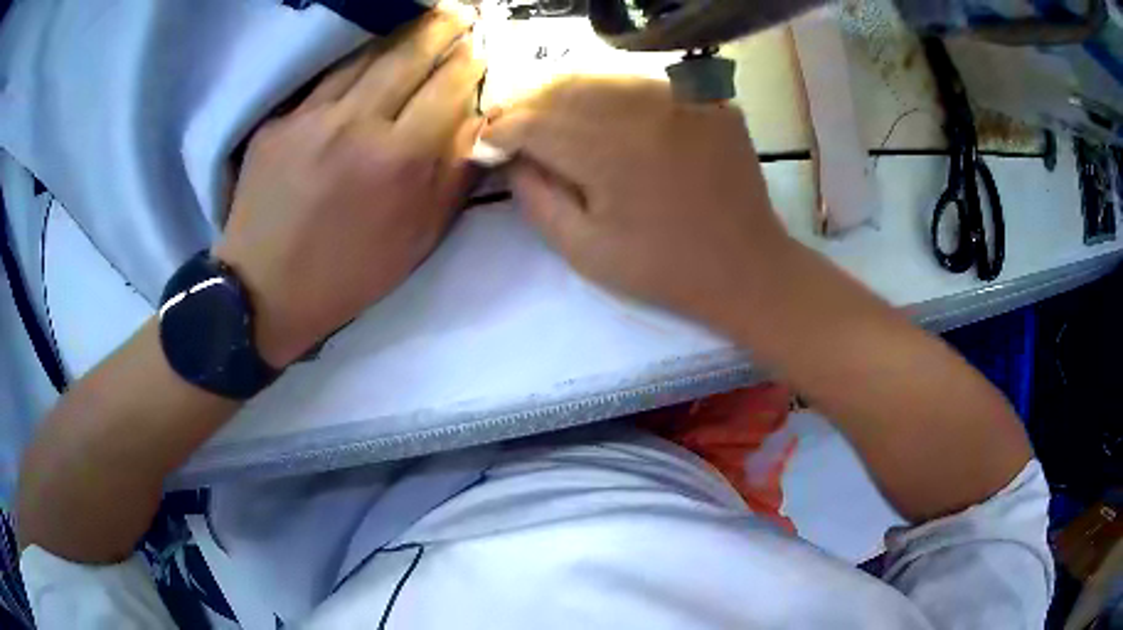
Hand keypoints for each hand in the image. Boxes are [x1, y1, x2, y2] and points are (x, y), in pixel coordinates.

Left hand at [215, 5, 483, 367]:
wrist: (263, 292)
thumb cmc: (347, 275)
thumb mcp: (417, 240)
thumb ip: (453, 177)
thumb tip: (481, 124)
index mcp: (398, 161)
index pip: (449, 88)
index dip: (471, 62)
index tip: (483, 47)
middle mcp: (357, 125)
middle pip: (410, 56)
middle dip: (445, 28)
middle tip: (465, 12)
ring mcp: (311, 118)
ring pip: (367, 56)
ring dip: (403, 34)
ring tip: (427, 20)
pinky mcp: (279, 122)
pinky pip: (326, 77)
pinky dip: (357, 58)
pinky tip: (372, 52)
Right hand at [482, 78, 791, 326]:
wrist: (746, 267)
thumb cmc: (663, 269)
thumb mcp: (585, 250)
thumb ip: (536, 199)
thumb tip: (510, 159)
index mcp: (613, 151)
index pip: (535, 122)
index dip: (502, 130)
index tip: (487, 145)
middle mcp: (647, 107)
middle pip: (564, 89)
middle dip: (527, 106)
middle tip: (511, 127)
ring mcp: (684, 96)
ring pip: (603, 78)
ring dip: (566, 94)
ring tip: (549, 117)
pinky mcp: (708, 98)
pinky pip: (644, 83)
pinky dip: (613, 94)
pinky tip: (605, 115)